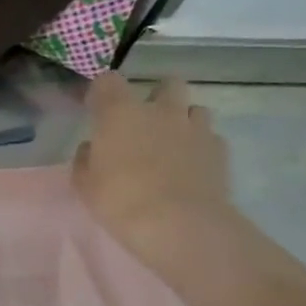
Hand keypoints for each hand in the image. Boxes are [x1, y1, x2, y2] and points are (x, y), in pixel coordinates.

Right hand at [74, 74, 234, 268]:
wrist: (179, 225)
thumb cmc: (121, 201)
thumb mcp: (85, 184)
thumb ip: (86, 159)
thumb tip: (93, 148)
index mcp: (120, 113)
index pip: (109, 81)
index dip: (102, 92)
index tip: (97, 109)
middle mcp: (160, 110)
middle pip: (167, 83)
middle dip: (157, 96)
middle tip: (146, 122)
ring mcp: (195, 128)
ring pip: (195, 109)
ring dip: (183, 120)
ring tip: (173, 145)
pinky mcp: (220, 150)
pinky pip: (210, 137)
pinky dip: (201, 146)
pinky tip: (192, 167)